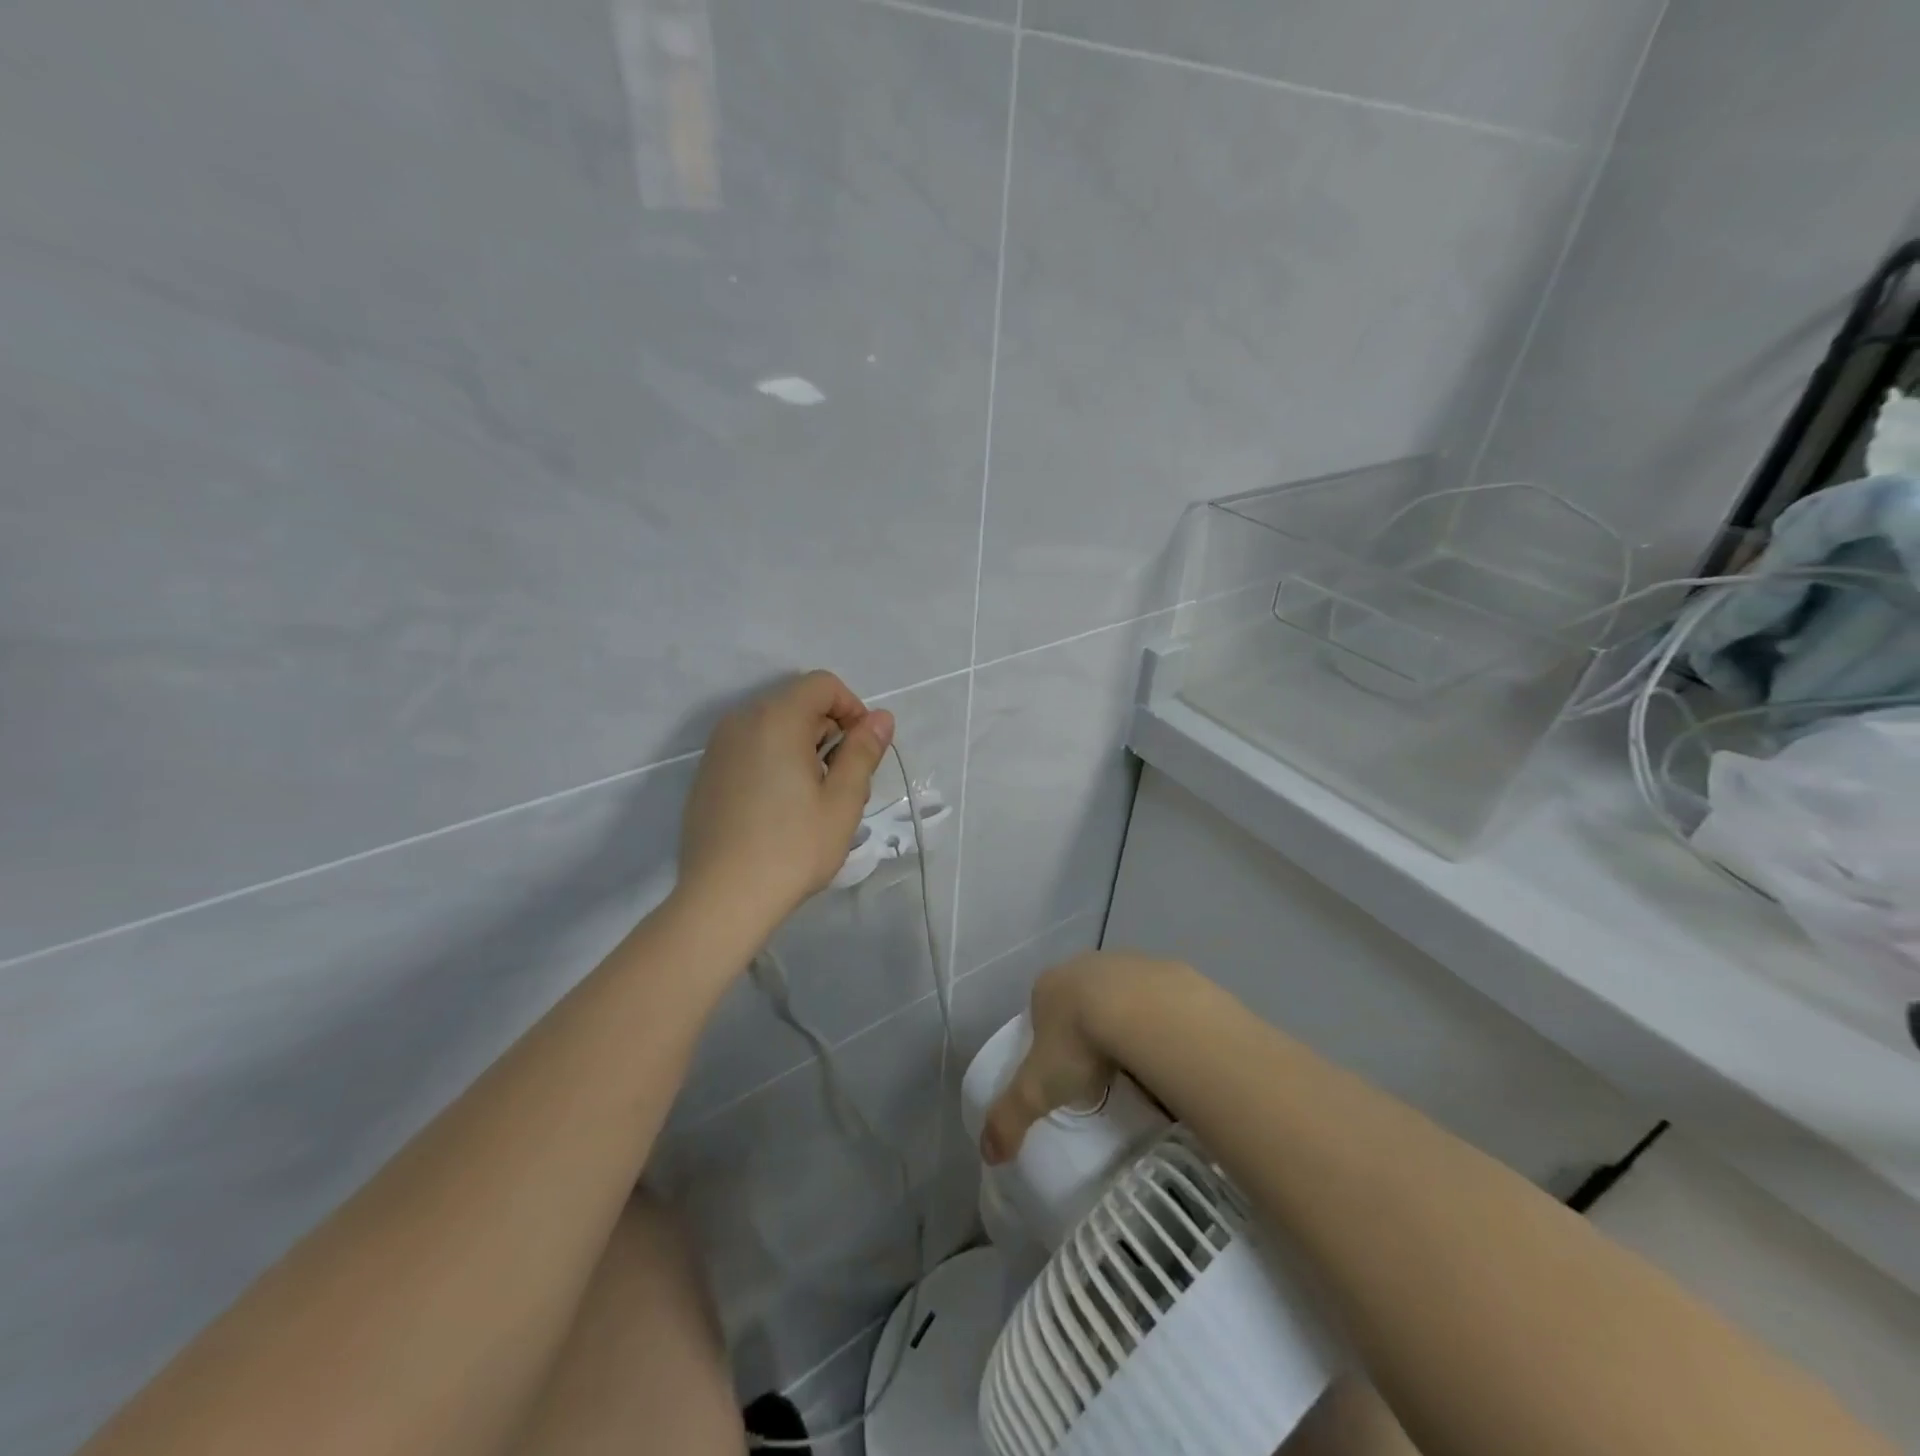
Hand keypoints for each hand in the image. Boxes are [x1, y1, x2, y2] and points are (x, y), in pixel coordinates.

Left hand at [677, 670, 894, 934]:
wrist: (722, 899)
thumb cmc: (792, 848)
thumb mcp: (843, 801)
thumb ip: (863, 751)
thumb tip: (881, 717)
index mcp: (776, 719)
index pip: (822, 685)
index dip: (852, 709)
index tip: (863, 752)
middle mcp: (741, 722)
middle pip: (797, 703)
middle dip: (829, 732)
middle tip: (843, 784)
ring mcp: (718, 748)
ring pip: (774, 727)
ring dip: (803, 749)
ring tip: (814, 801)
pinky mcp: (707, 774)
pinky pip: (750, 749)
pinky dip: (774, 762)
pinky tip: (779, 810)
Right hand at [981, 951, 1186, 1164]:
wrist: (1145, 1011)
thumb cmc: (1080, 1042)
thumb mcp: (1037, 1089)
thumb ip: (1009, 1118)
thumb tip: (989, 1154)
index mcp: (1049, 986)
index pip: (1042, 1012)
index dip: (1050, 1041)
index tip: (1064, 1073)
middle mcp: (1085, 966)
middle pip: (1083, 1002)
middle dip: (1090, 1032)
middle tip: (1102, 1073)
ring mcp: (1127, 963)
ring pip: (1123, 999)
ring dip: (1128, 1025)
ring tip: (1139, 1069)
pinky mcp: (1166, 970)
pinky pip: (1161, 1003)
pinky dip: (1162, 1025)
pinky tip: (1169, 1055)